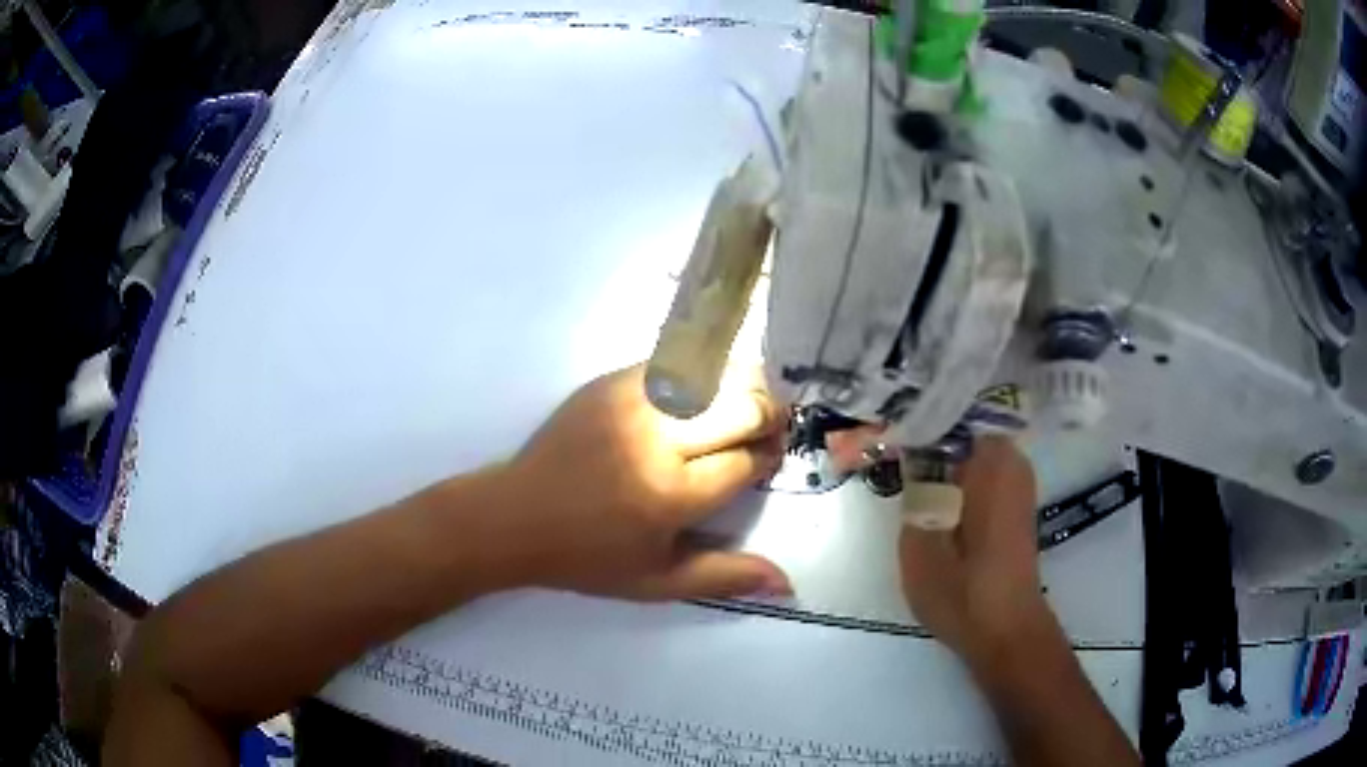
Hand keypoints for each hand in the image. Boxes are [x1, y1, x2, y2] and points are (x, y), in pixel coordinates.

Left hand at [496, 364, 791, 600]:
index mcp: (670, 496)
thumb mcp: (658, 583)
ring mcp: (631, 403)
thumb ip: (726, 578)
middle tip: (761, 430)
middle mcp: (656, 441)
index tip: (763, 461)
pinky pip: (674, 364)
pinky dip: (699, 375)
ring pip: (714, 374)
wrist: (515, 516)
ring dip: (739, 388)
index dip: (766, 457)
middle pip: (741, 407)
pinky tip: (696, 395)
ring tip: (735, 408)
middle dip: (766, 417)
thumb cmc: (589, 558)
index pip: (746, 460)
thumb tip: (788, 584)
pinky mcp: (610, 383)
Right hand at [899, 436, 1049, 660]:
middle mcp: (1011, 460)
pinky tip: (931, 492)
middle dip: (928, 432)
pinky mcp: (1015, 503)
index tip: (886, 421)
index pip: (950, 414)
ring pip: (971, 450)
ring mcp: (1017, 481)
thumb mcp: (920, 543)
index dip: (916, 415)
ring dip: (941, 455)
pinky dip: (956, 474)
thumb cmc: (963, 591)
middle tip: (890, 444)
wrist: (1006, 632)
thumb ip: (914, 489)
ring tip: (905, 466)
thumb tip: (908, 449)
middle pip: (962, 428)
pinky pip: (981, 470)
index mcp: (992, 460)